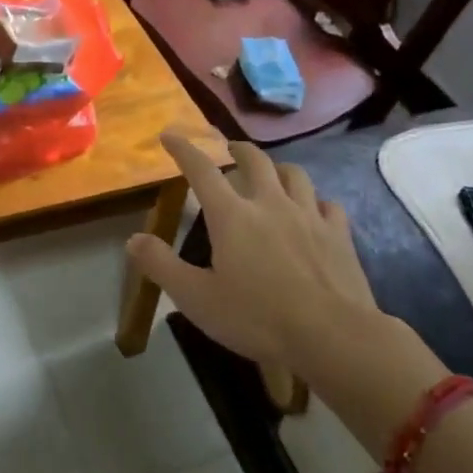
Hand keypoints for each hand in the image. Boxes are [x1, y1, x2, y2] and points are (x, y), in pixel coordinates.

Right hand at [127, 134, 447, 456]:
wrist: (333, 336)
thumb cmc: (257, 317)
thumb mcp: (196, 298)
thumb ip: (161, 265)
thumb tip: (133, 239)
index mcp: (232, 216)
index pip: (202, 170)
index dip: (184, 149)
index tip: (170, 135)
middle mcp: (270, 203)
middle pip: (254, 161)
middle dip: (237, 150)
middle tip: (228, 149)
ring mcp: (309, 216)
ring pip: (294, 175)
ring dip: (277, 168)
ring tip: (271, 174)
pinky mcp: (339, 234)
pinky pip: (327, 204)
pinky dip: (315, 201)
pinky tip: (314, 210)